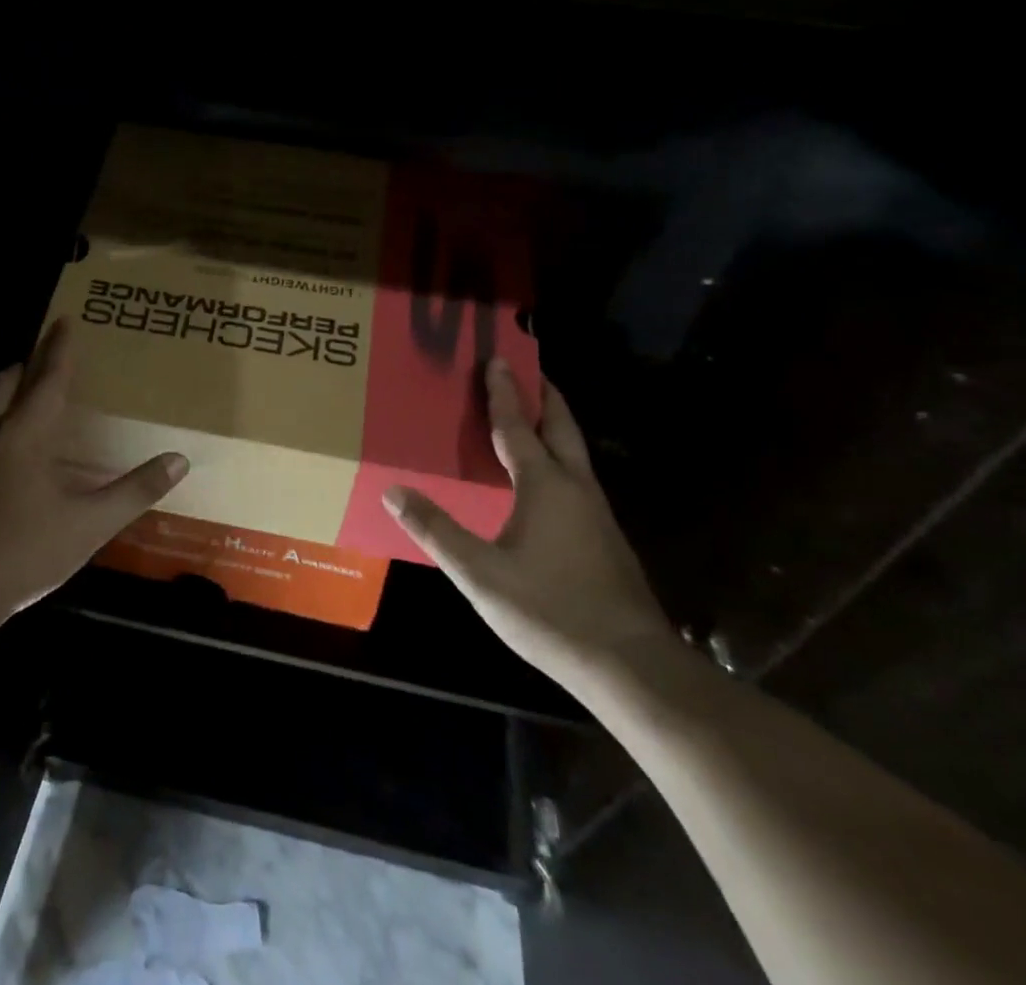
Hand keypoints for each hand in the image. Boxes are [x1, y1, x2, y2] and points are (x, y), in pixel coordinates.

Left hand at [0, 318, 189, 619]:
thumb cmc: (27, 549)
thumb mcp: (91, 523)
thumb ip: (135, 490)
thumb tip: (179, 460)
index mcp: (27, 432)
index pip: (48, 377)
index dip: (59, 347)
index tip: (65, 318)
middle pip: (8, 381)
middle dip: (28, 363)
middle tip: (51, 357)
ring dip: (13, 391)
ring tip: (37, 396)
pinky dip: (5, 420)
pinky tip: (21, 447)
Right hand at [383, 358, 672, 684]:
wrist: (632, 666)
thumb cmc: (551, 611)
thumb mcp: (481, 574)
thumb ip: (436, 531)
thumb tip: (393, 491)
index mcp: (545, 486)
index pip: (518, 426)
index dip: (504, 393)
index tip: (496, 359)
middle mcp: (576, 488)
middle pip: (561, 427)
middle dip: (544, 395)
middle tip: (529, 370)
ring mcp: (598, 514)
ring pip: (574, 453)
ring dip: (554, 425)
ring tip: (534, 414)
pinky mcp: (606, 538)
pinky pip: (578, 478)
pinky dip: (560, 457)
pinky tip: (547, 481)